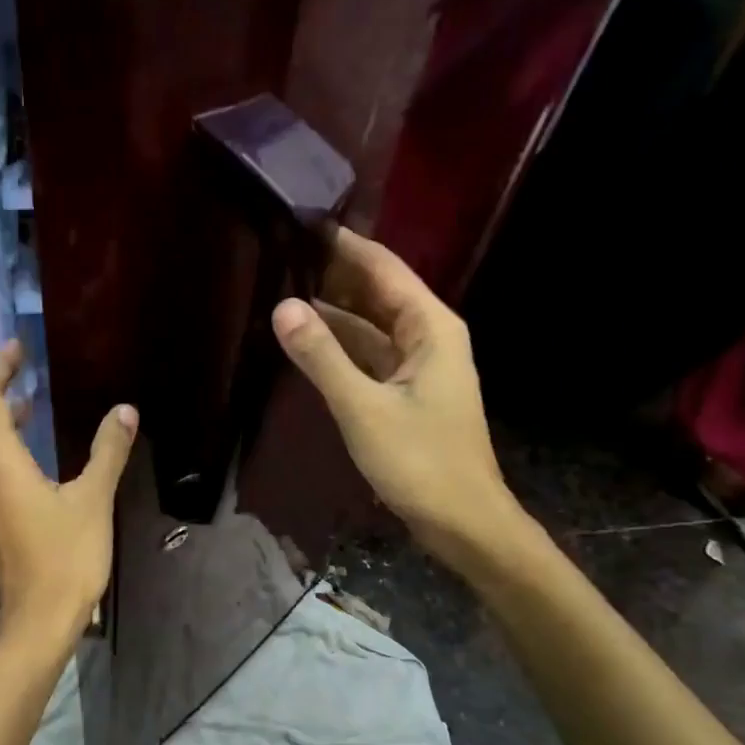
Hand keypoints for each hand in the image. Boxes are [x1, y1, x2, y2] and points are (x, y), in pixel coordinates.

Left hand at [0, 340, 137, 655]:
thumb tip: (124, 411)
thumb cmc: (65, 558)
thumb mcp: (93, 500)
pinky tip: (34, 452)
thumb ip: (107, 452)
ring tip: (31, 401)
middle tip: (20, 368)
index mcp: (0, 466)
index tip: (18, 348)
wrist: (38, 622)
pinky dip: (3, 444)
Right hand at [271, 228, 530, 568]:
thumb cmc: (420, 461)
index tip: (301, 222)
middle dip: (333, 274)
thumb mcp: (363, 408)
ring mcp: (419, 366)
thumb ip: (322, 357)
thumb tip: (282, 306)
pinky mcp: (406, 393)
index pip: (383, 268)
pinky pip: (369, 355)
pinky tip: (306, 342)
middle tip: (280, 254)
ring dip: (333, 312)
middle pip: (377, 292)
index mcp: (431, 327)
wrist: (463, 522)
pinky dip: (340, 346)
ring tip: (282, 290)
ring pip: (370, 326)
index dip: (343, 244)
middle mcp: (429, 336)